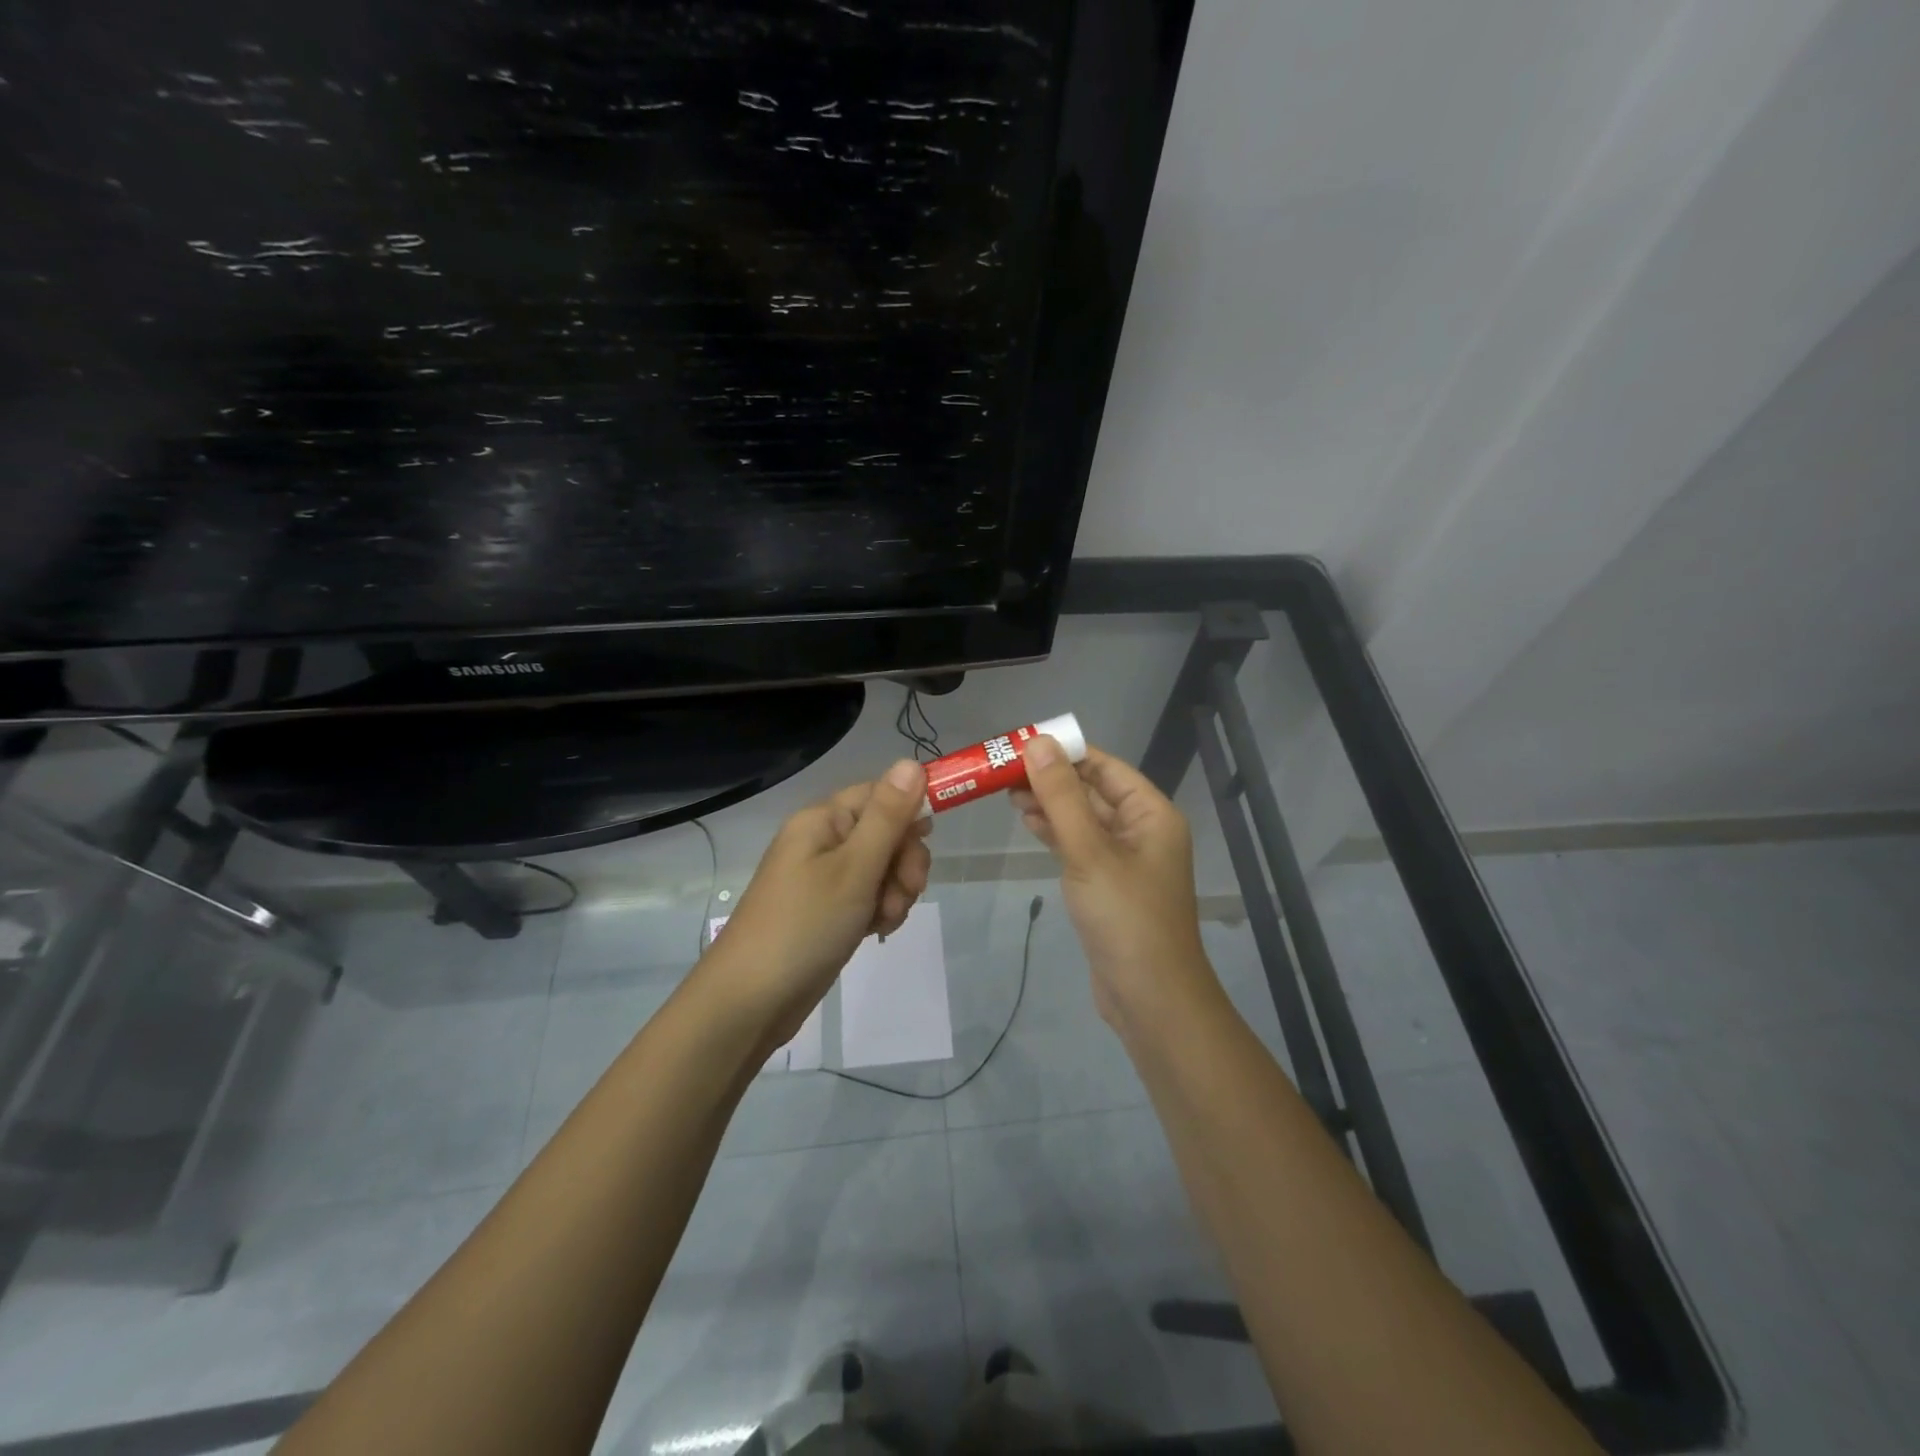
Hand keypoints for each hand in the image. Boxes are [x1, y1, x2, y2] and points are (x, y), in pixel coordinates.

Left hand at [701, 759, 931, 1046]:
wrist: (751, 1001)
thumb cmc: (805, 925)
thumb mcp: (854, 868)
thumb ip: (888, 816)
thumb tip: (911, 761)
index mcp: (823, 820)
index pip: (880, 793)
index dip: (910, 810)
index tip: (933, 837)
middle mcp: (823, 841)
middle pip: (887, 832)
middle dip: (904, 861)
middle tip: (904, 891)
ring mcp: (825, 878)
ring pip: (883, 868)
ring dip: (895, 891)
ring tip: (883, 919)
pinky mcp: (829, 910)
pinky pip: (869, 896)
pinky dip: (880, 911)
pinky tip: (876, 932)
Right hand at [1012, 737, 1218, 1031]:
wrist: (1150, 998)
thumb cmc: (1125, 917)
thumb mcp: (1089, 851)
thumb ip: (1062, 797)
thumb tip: (1038, 743)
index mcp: (1151, 814)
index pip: (1106, 766)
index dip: (1066, 751)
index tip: (1022, 744)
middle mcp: (1142, 830)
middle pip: (1093, 791)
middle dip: (1052, 778)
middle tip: (1004, 770)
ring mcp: (1125, 860)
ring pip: (1084, 819)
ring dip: (1051, 805)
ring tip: (1007, 793)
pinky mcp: (1108, 885)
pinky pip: (1081, 846)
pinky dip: (1056, 833)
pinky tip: (1029, 822)